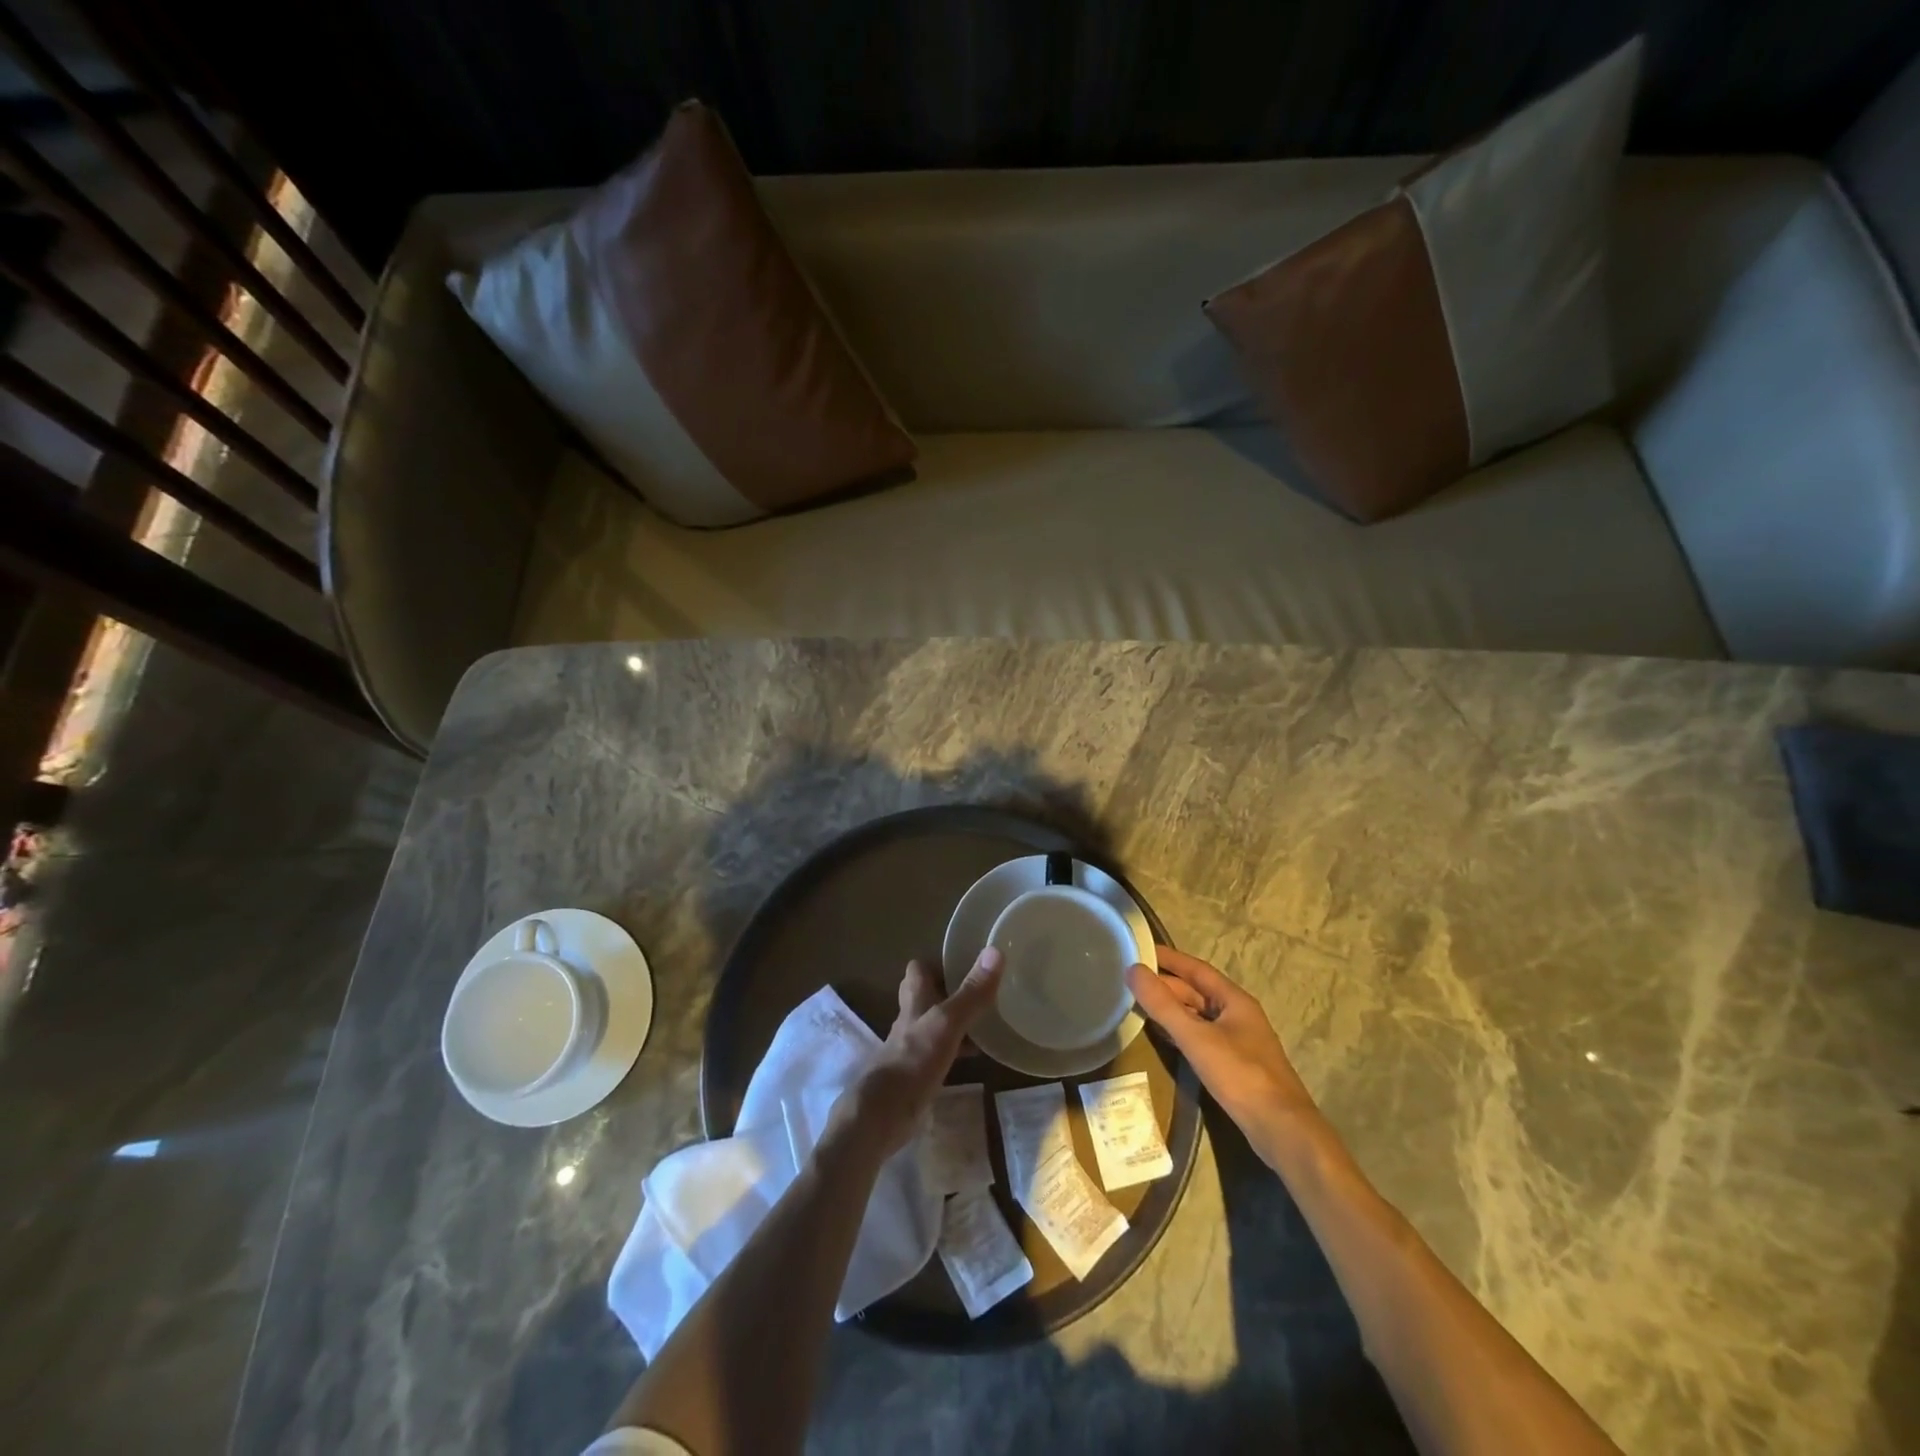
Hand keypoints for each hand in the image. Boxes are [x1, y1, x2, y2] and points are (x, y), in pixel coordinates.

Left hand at [832, 949, 1005, 1159]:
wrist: (884, 1114)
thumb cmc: (913, 1061)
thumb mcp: (947, 1023)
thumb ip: (971, 993)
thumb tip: (995, 950)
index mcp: (914, 1000)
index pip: (919, 969)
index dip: (938, 963)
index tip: (966, 964)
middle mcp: (911, 1020)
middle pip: (927, 996)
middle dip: (950, 992)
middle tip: (981, 992)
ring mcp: (913, 1048)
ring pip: (935, 1024)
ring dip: (956, 1021)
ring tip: (987, 1021)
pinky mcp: (918, 1074)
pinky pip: (940, 1053)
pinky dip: (956, 1050)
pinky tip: (975, 1057)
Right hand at [1127, 947, 1316, 1149]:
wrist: (1281, 1130)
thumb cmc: (1240, 1075)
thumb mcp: (1196, 1037)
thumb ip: (1163, 1005)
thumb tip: (1133, 969)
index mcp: (1234, 1000)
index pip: (1196, 969)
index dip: (1169, 958)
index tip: (1140, 950)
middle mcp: (1237, 1015)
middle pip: (1196, 992)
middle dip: (1165, 985)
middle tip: (1130, 980)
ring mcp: (1237, 1041)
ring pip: (1198, 1015)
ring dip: (1170, 1008)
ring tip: (1137, 1003)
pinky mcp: (1233, 1065)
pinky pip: (1200, 1037)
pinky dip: (1179, 1031)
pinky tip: (1161, 1035)